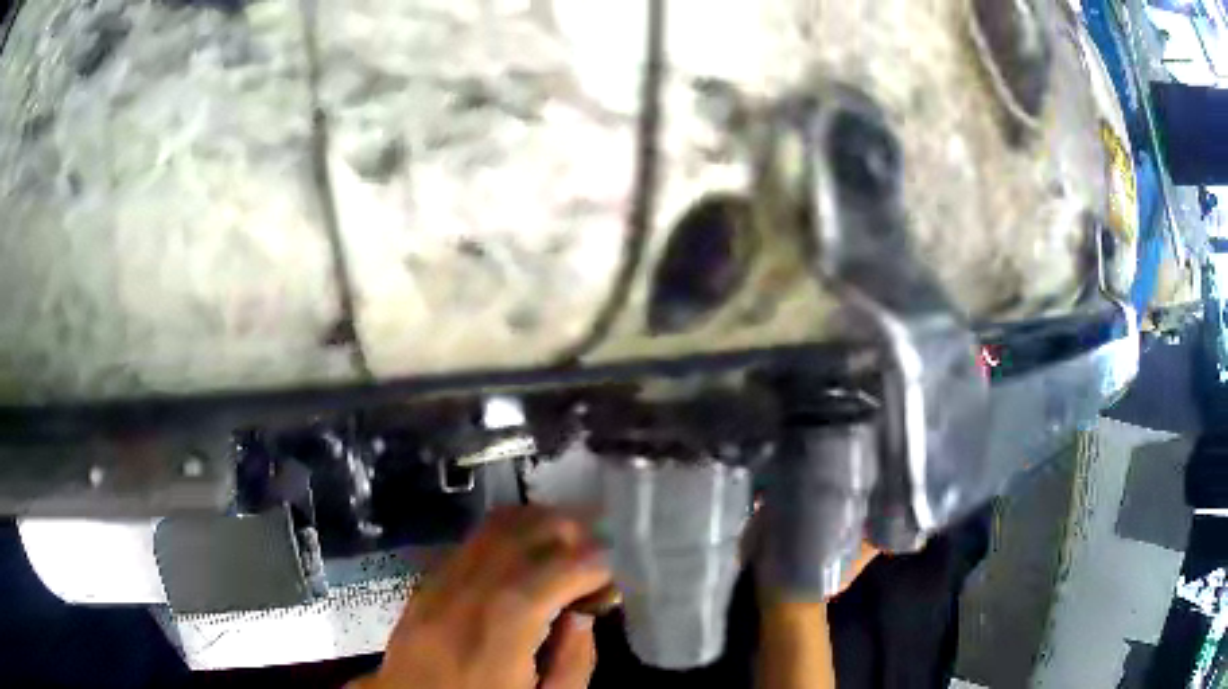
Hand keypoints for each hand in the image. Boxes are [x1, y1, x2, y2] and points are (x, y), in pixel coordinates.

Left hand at [352, 506, 610, 688]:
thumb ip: (575, 662)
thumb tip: (584, 613)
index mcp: (501, 633)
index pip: (557, 572)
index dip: (596, 564)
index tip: (615, 577)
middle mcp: (467, 595)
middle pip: (524, 535)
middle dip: (571, 533)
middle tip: (596, 556)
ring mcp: (440, 583)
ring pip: (494, 528)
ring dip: (539, 526)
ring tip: (566, 547)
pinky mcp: (426, 582)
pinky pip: (472, 541)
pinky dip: (508, 536)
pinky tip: (526, 557)